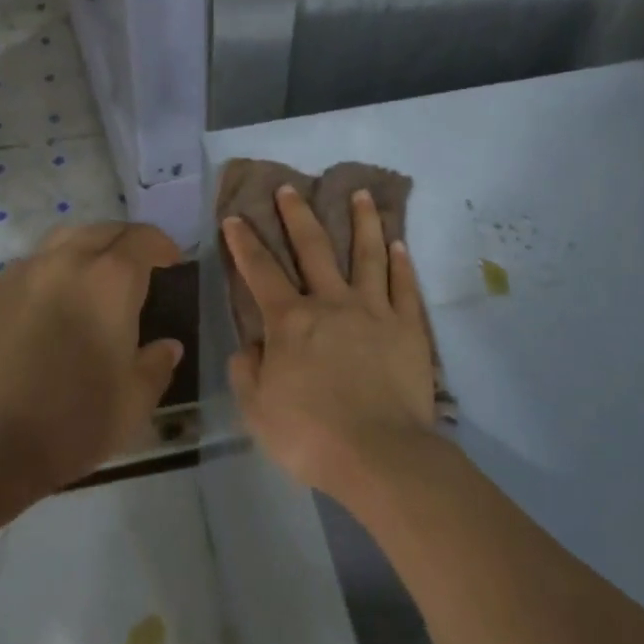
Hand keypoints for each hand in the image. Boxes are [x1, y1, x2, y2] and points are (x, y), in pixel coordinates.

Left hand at [0, 222, 184, 494]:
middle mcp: (66, 262)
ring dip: (86, 249)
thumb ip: (157, 365)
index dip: (162, 245)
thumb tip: (167, 347)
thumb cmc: (76, 420)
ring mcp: (22, 274)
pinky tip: (51, 305)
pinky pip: (30, 267)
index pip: (143, 239)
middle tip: (136, 268)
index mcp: (110, 280)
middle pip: (102, 230)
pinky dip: (51, 273)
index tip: (172, 261)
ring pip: (61, 241)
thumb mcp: (135, 400)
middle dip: (125, 242)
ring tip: (93, 277)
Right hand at [223, 186, 437, 500]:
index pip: (260, 271)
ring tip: (361, 194)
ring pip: (367, 255)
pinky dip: (401, 263)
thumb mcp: (257, 410)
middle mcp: (331, 303)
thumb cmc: (310, 435)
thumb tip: (250, 346)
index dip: (244, 243)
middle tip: (290, 189)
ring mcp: (373, 311)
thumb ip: (247, 372)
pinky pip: (403, 287)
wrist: (379, 454)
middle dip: (297, 215)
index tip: (235, 217)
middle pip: (314, 248)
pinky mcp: (408, 327)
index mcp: (290, 321)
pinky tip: (399, 244)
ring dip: (362, 221)